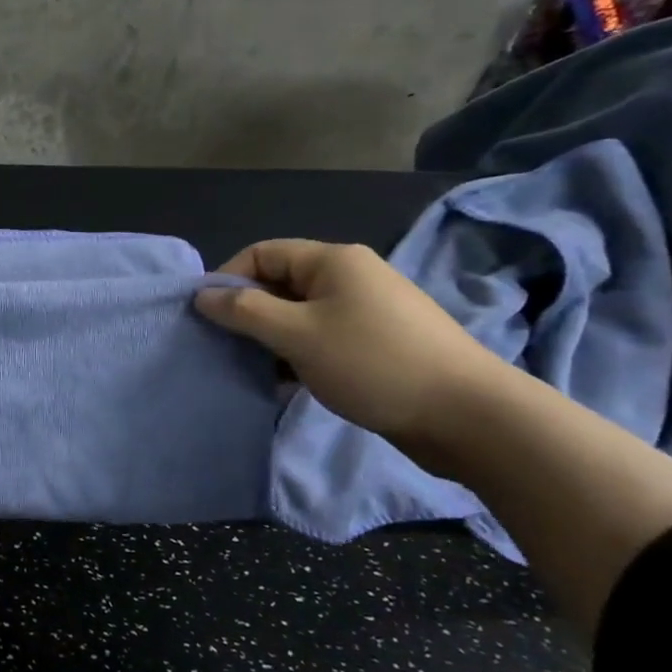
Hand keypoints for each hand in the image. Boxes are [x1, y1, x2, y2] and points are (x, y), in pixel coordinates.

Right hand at [194, 240, 502, 447]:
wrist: (469, 417)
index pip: (261, 254)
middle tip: (224, 348)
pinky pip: (321, 339)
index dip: (228, 279)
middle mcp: (349, 277)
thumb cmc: (373, 363)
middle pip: (279, 284)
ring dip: (270, 340)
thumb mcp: (297, 335)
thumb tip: (202, 295)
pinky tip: (285, 385)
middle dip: (247, 314)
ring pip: (298, 316)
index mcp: (332, 261)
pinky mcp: (376, 345)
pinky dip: (297, 357)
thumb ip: (244, 312)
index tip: (206, 317)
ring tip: (251, 370)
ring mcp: (366, 312)